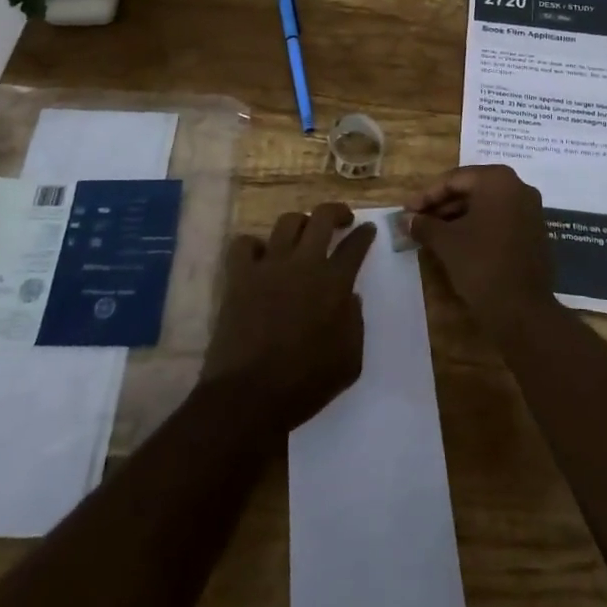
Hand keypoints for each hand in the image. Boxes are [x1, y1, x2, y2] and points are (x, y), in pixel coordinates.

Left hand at [202, 203, 375, 432]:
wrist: (249, 396)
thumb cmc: (305, 384)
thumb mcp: (349, 362)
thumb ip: (355, 324)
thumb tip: (351, 298)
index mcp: (335, 284)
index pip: (355, 246)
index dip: (365, 234)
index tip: (368, 229)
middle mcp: (304, 264)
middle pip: (322, 217)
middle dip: (336, 211)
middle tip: (341, 218)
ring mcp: (269, 266)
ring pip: (287, 222)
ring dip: (299, 223)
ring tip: (302, 234)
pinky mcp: (239, 276)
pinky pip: (244, 244)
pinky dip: (253, 245)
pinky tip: (260, 256)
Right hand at [406, 165, 555, 334]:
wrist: (523, 311)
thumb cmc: (481, 265)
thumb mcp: (446, 242)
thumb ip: (424, 225)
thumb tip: (407, 219)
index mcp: (498, 180)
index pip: (454, 180)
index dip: (427, 196)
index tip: (407, 211)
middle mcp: (518, 187)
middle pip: (471, 190)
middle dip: (442, 206)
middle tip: (417, 221)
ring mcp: (530, 210)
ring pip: (485, 206)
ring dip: (457, 217)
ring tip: (432, 234)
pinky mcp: (534, 232)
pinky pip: (499, 220)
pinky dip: (477, 227)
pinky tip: (457, 243)